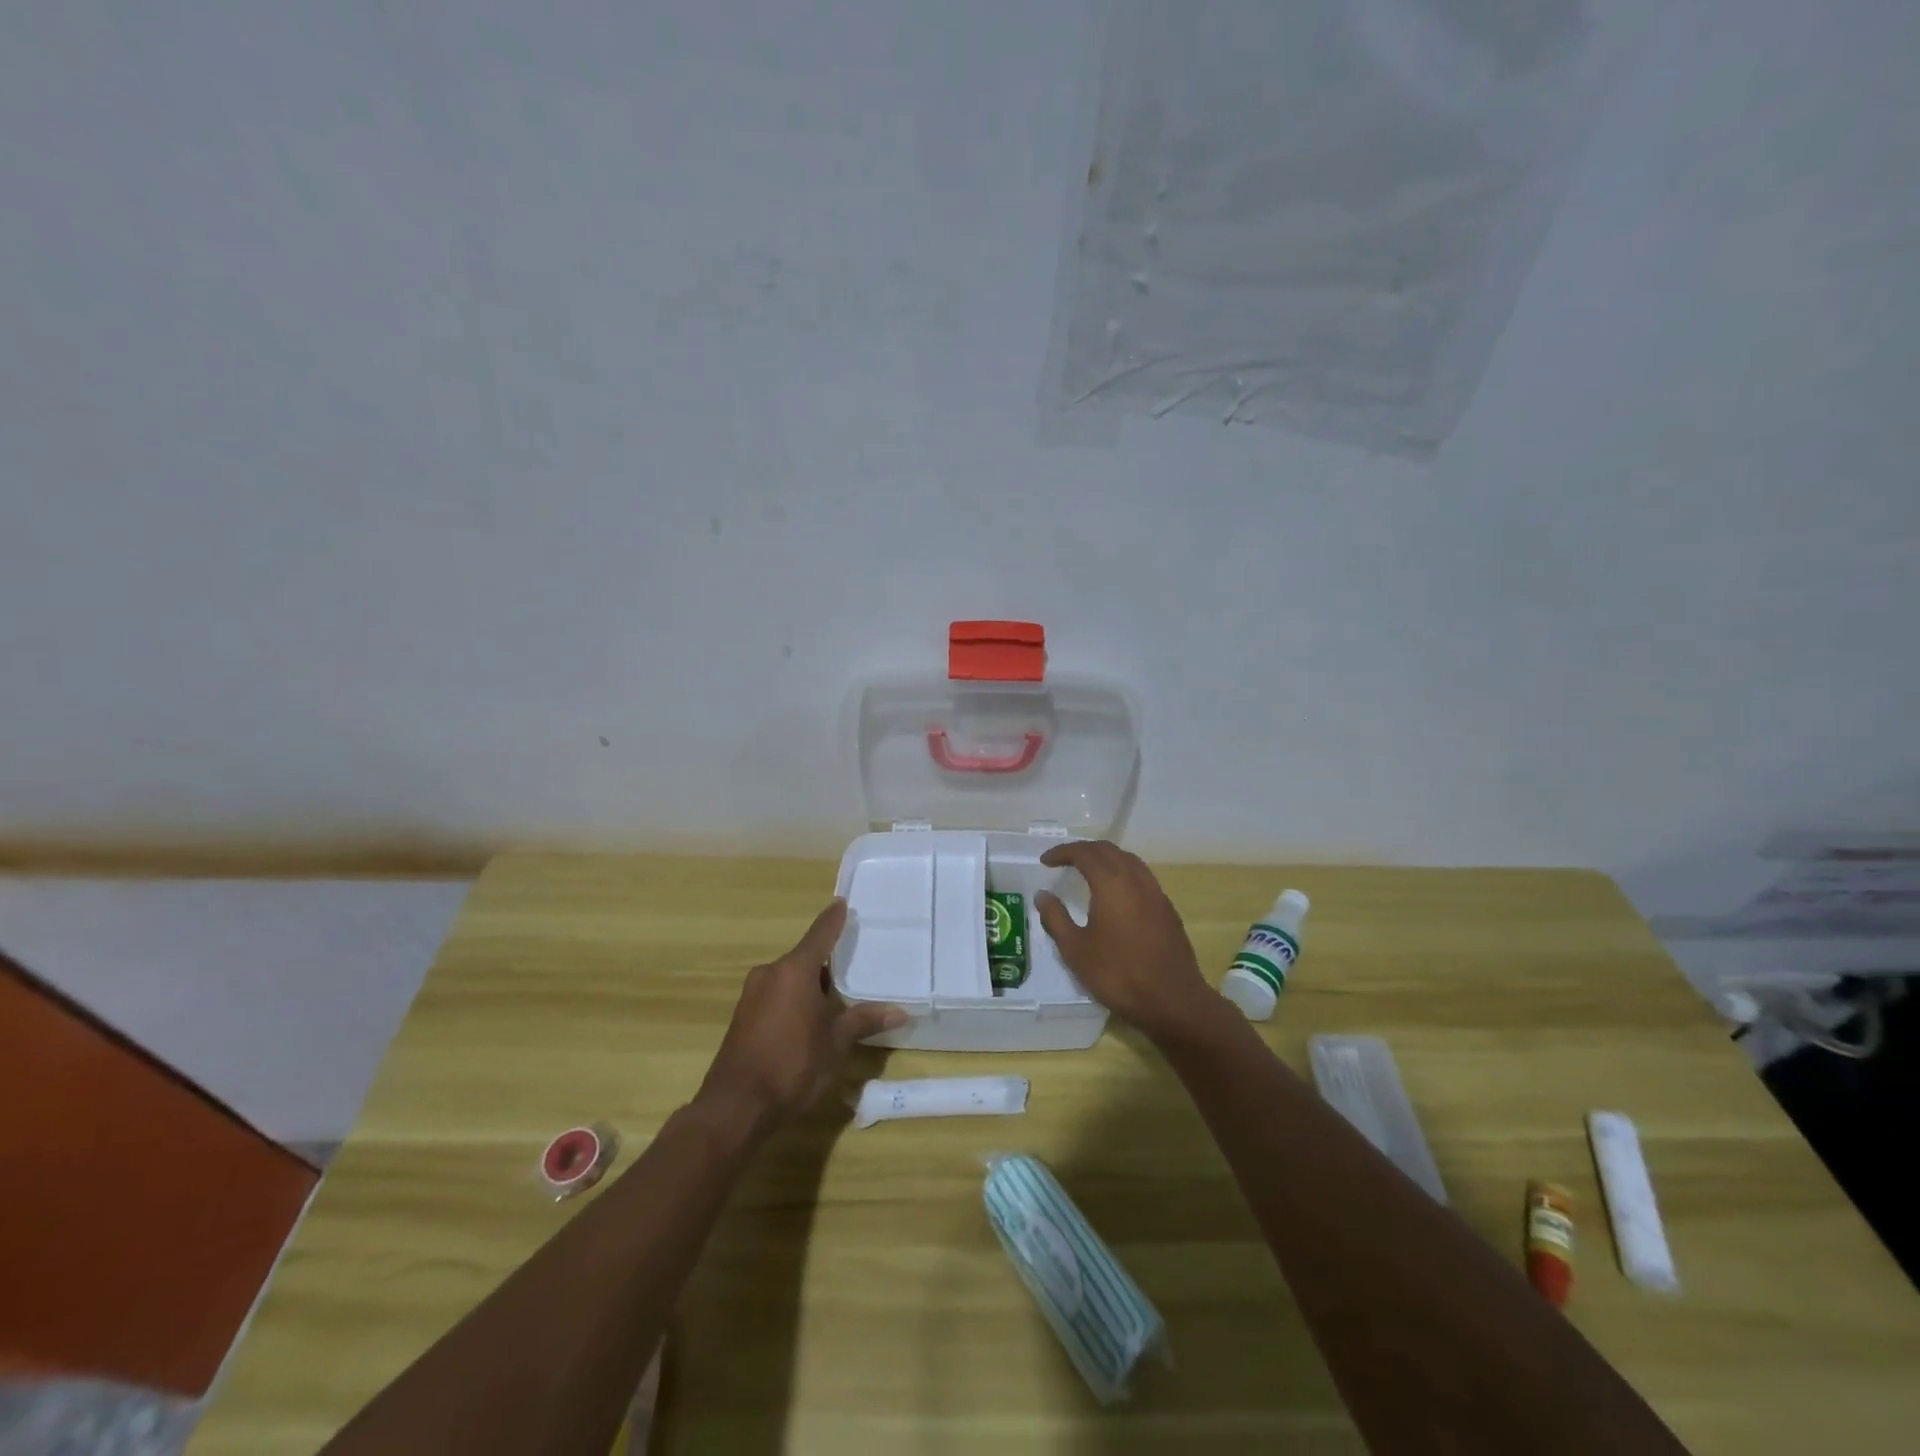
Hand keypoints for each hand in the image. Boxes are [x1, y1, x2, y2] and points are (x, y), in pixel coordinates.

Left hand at [695, 899, 905, 1132]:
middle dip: (826, 963)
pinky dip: (794, 999)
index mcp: (794, 971)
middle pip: (804, 958)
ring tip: (837, 997)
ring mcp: (752, 995)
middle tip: (853, 964)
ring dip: (810, 985)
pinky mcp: (743, 1017)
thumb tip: (900, 1011)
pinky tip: (810, 1019)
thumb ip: (863, 1021)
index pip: (819, 935)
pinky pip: (776, 995)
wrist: (735, 1108)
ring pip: (789, 979)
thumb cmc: (792, 1066)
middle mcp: (770, 974)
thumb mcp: (835, 1044)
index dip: (833, 920)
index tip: (842, 904)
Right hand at [1034, 840, 1220, 1043]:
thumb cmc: (1118, 974)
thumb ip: (1056, 918)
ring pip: (1129, 860)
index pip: (1084, 853)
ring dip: (1106, 858)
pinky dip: (1123, 873)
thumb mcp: (1076, 950)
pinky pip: (1142, 877)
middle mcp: (1136, 880)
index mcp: (1111, 884)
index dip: (1063, 852)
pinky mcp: (1168, 909)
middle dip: (1084, 850)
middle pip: (1109, 850)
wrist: (1173, 1001)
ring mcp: (1156, 893)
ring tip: (1089, 871)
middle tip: (1064, 860)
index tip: (1045, 861)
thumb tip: (1043, 895)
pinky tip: (1116, 894)